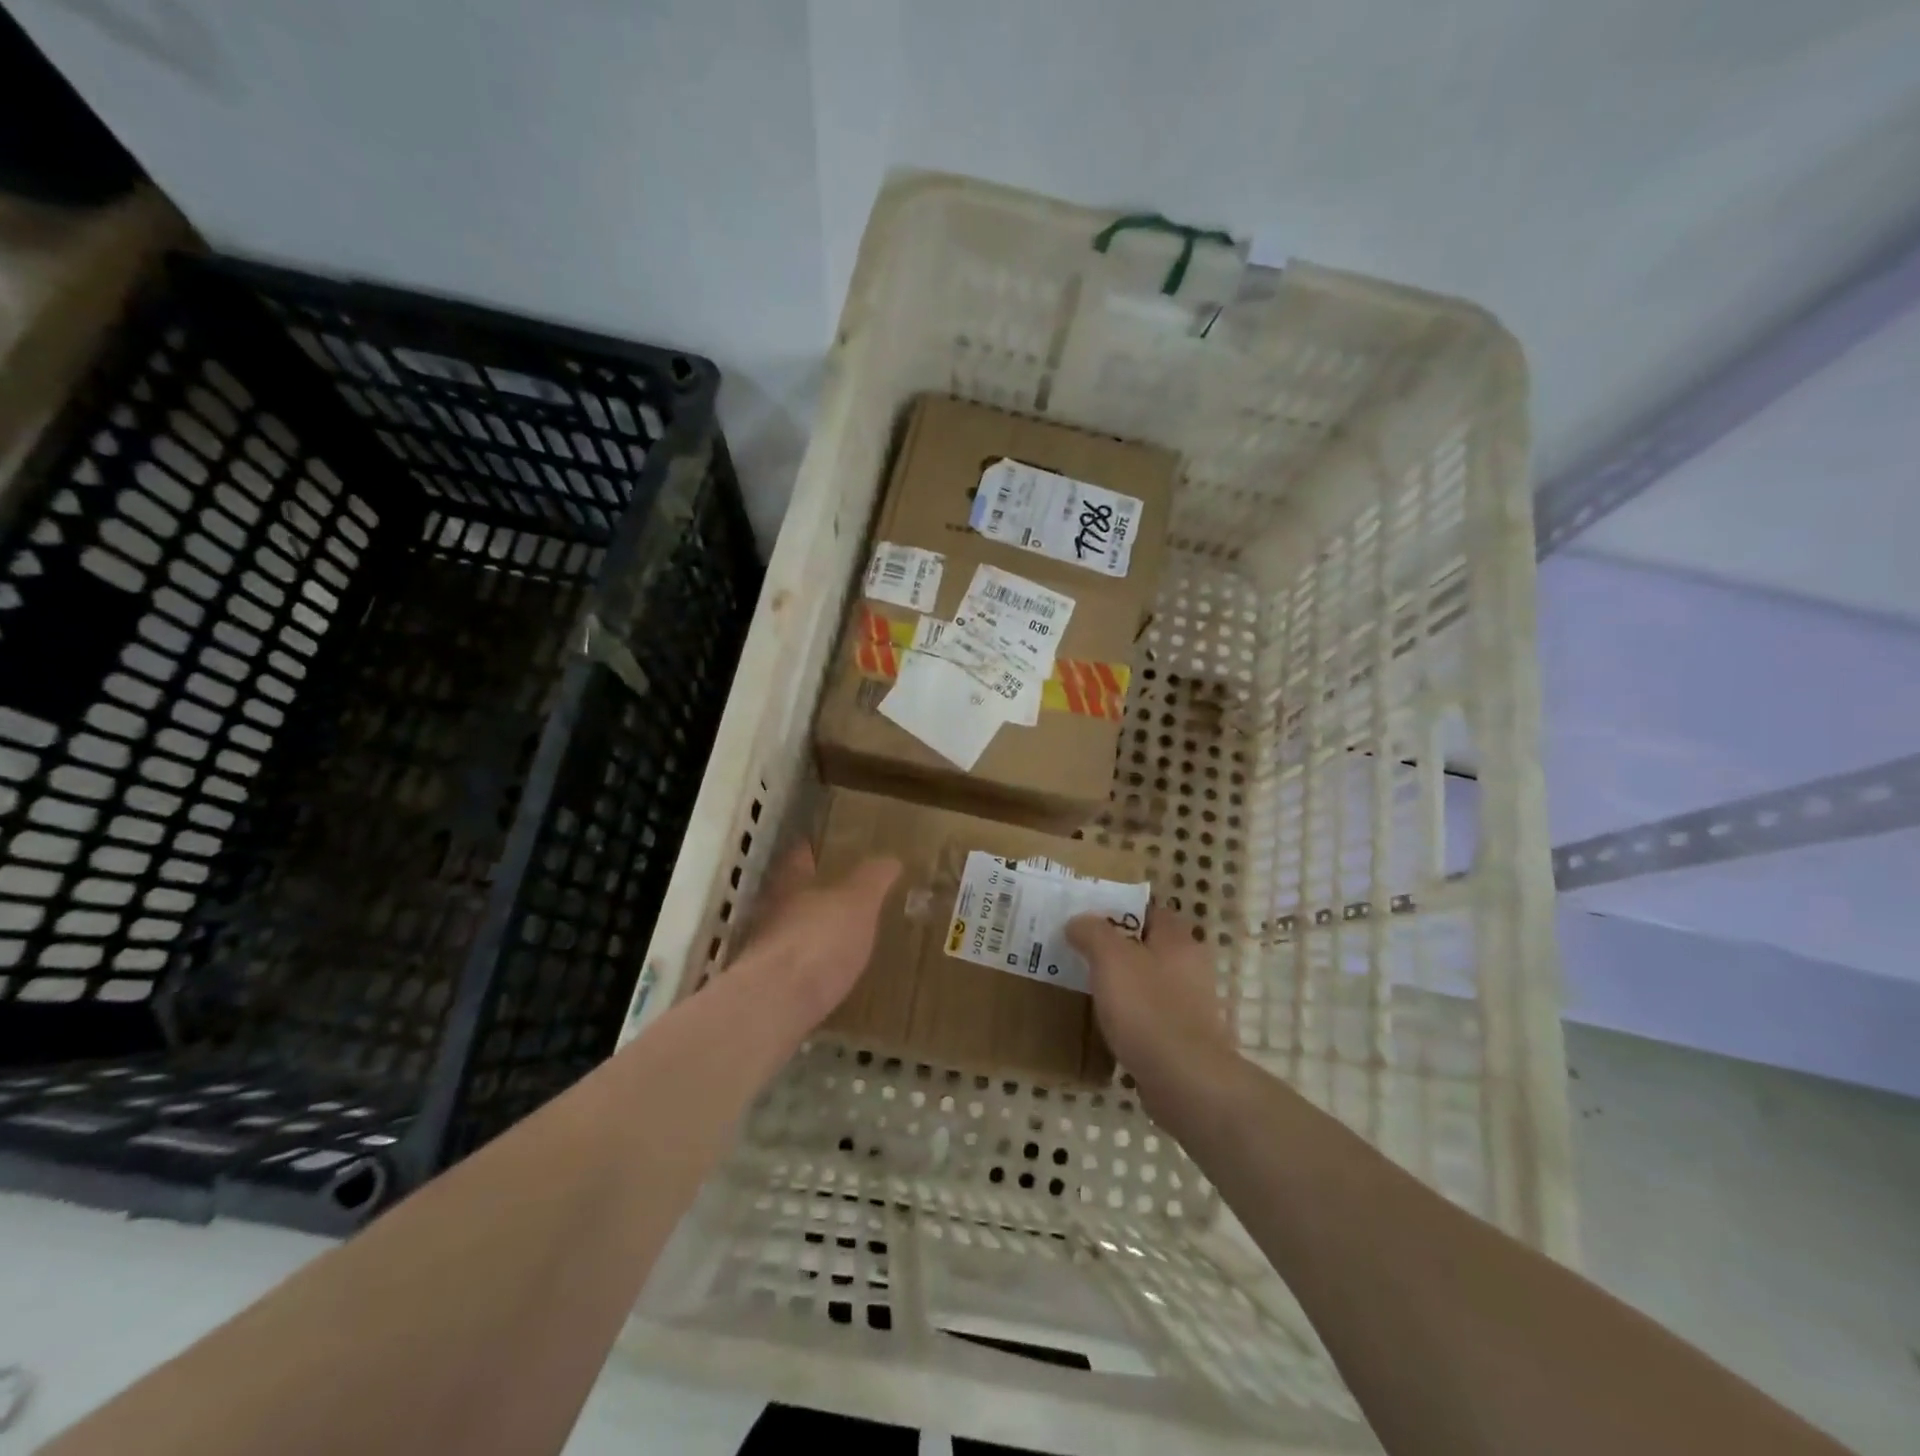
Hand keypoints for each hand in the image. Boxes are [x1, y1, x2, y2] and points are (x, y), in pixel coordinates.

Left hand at [728, 843, 900, 1027]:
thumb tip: (891, 858)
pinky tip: (828, 974)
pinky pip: (793, 967)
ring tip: (839, 935)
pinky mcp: (768, 987)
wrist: (775, 1005)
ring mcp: (765, 950)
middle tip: (842, 893)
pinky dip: (809, 966)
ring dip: (810, 931)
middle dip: (813, 893)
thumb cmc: (818, 941)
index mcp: (791, 884)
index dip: (811, 850)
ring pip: (790, 930)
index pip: (798, 857)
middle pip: (791, 895)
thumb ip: (873, 879)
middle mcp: (771, 912)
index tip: (824, 847)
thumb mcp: (858, 903)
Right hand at [1066, 909, 1238, 1108]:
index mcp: (1178, 940)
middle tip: (1079, 953)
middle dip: (1115, 949)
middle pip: (1147, 947)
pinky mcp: (1184, 1039)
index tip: (1087, 919)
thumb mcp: (1111, 959)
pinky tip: (1107, 1026)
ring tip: (1087, 989)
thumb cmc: (1147, 1009)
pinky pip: (1150, 1017)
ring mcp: (1190, 1006)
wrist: (1185, 1082)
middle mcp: (1190, 968)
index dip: (1118, 910)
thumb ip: (1092, 932)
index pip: (1148, 911)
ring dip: (1122, 985)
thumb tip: (1078, 921)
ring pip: (1147, 983)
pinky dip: (1130, 1018)